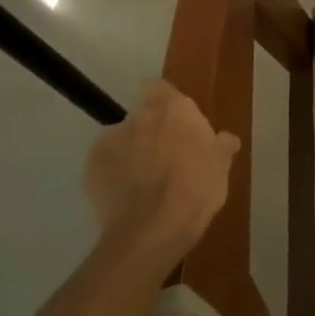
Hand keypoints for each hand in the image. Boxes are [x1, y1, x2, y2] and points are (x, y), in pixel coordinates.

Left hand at [83, 82, 240, 264]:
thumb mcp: (222, 164)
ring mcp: (109, 141)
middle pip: (141, 114)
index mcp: (172, 108)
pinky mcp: (90, 168)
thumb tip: (224, 138)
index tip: (178, 123)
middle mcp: (138, 116)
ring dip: (132, 152)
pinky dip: (115, 174)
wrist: (153, 228)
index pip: (160, 87)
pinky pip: (106, 164)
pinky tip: (129, 195)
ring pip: (122, 139)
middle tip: (167, 155)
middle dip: (150, 130)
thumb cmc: (197, 187)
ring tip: (145, 181)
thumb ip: (222, 144)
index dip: (167, 103)